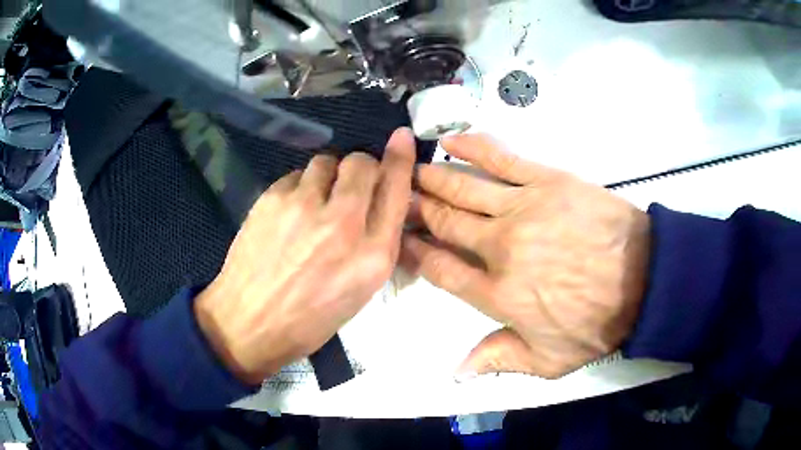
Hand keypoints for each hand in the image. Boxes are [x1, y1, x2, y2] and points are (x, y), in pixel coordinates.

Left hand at [195, 128, 415, 384]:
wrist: (249, 323)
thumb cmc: (310, 319)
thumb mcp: (359, 290)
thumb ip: (376, 241)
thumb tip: (380, 200)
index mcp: (372, 256)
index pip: (395, 190)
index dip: (400, 158)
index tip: (401, 137)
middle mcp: (343, 224)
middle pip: (361, 163)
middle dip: (361, 167)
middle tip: (348, 187)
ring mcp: (303, 207)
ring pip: (326, 161)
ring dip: (327, 176)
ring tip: (314, 203)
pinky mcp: (272, 198)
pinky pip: (296, 175)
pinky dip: (299, 188)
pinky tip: (288, 214)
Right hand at [401, 134, 650, 378]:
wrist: (645, 279)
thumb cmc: (597, 323)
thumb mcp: (549, 360)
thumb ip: (500, 361)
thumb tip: (456, 372)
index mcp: (497, 294)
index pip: (441, 268)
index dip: (415, 252)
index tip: (398, 238)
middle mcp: (500, 248)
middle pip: (446, 223)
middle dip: (416, 210)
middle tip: (398, 198)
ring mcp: (523, 209)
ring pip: (464, 189)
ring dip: (433, 179)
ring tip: (412, 172)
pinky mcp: (546, 181)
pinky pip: (501, 159)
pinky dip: (473, 148)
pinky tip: (451, 141)